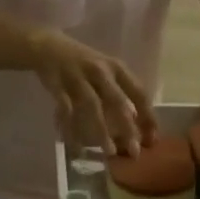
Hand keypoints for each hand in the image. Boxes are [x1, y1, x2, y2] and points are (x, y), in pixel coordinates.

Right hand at [31, 31, 154, 155]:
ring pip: (92, 106)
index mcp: (116, 68)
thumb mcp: (106, 70)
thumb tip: (137, 123)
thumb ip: (120, 92)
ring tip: (110, 152)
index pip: (138, 92)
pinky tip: (76, 147)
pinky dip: (70, 128)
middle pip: (117, 100)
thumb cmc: (83, 64)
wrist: (47, 46)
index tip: (152, 140)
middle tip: (135, 152)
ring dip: (102, 130)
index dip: (148, 116)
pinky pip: (65, 109)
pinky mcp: (57, 84)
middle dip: (128, 127)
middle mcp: (99, 71)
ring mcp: (77, 77)